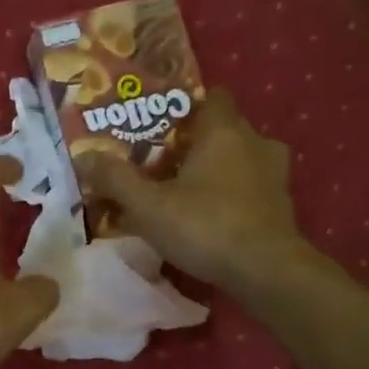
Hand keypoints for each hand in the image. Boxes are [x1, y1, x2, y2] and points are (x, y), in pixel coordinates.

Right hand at [75, 89, 309, 294]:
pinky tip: (214, 216)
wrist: (266, 271)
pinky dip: (235, 195)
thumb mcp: (148, 206)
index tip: (163, 125)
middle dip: (198, 142)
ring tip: (190, 191)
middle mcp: (256, 142)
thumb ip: (116, 179)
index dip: (188, 107)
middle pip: (225, 129)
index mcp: (224, 130)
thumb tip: (85, 158)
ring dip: (220, 170)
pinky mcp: (283, 205)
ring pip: (242, 159)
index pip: (213, 96)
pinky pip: (253, 188)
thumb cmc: (205, 226)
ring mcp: (276, 174)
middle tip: (166, 163)